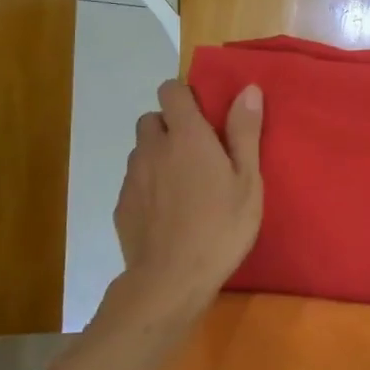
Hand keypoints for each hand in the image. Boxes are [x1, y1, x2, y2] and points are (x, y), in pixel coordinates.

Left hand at [112, 79, 263, 313]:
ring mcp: (132, 177)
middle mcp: (153, 148)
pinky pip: (135, 181)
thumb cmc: (220, 227)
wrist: (170, 280)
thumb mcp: (247, 181)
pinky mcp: (121, 205)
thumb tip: (248, 89)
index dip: (185, 96)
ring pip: (141, 151)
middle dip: (170, 127)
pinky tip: (168, 212)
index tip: (204, 116)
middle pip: (151, 119)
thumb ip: (245, 132)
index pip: (170, 90)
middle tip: (197, 153)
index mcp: (186, 136)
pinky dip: (149, 186)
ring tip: (183, 185)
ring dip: (158, 156)